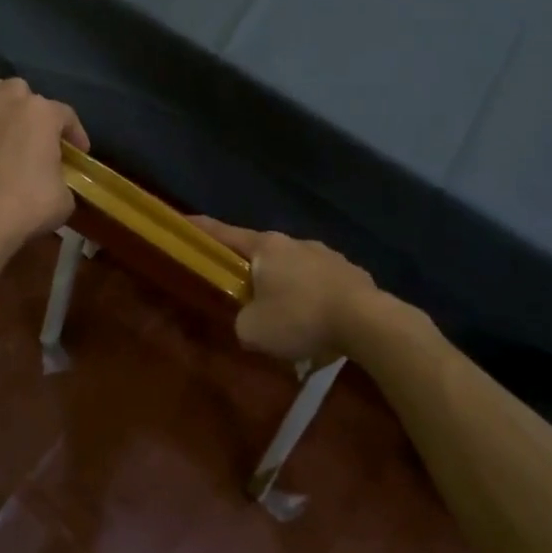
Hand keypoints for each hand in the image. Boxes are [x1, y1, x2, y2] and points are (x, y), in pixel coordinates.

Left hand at [0, 77, 88, 250]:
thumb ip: (61, 179)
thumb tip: (53, 182)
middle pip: (20, 88)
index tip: (79, 152)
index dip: (75, 132)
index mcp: (41, 115)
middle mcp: (6, 105)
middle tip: (34, 129)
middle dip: (29, 104)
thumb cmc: (31, 205)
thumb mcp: (64, 197)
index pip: (66, 114)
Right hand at [191, 217, 377, 364]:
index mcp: (266, 247)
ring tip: (287, 319)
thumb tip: (250, 320)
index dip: (201, 230)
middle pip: (263, 254)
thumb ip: (241, 321)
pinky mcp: (352, 274)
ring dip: (286, 288)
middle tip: (243, 295)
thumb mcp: (252, 330)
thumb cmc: (299, 317)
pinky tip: (317, 325)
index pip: (224, 234)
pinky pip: (322, 285)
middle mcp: (296, 243)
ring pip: (295, 270)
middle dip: (251, 272)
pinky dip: (313, 300)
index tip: (185, 222)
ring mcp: (328, 255)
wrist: (366, 322)